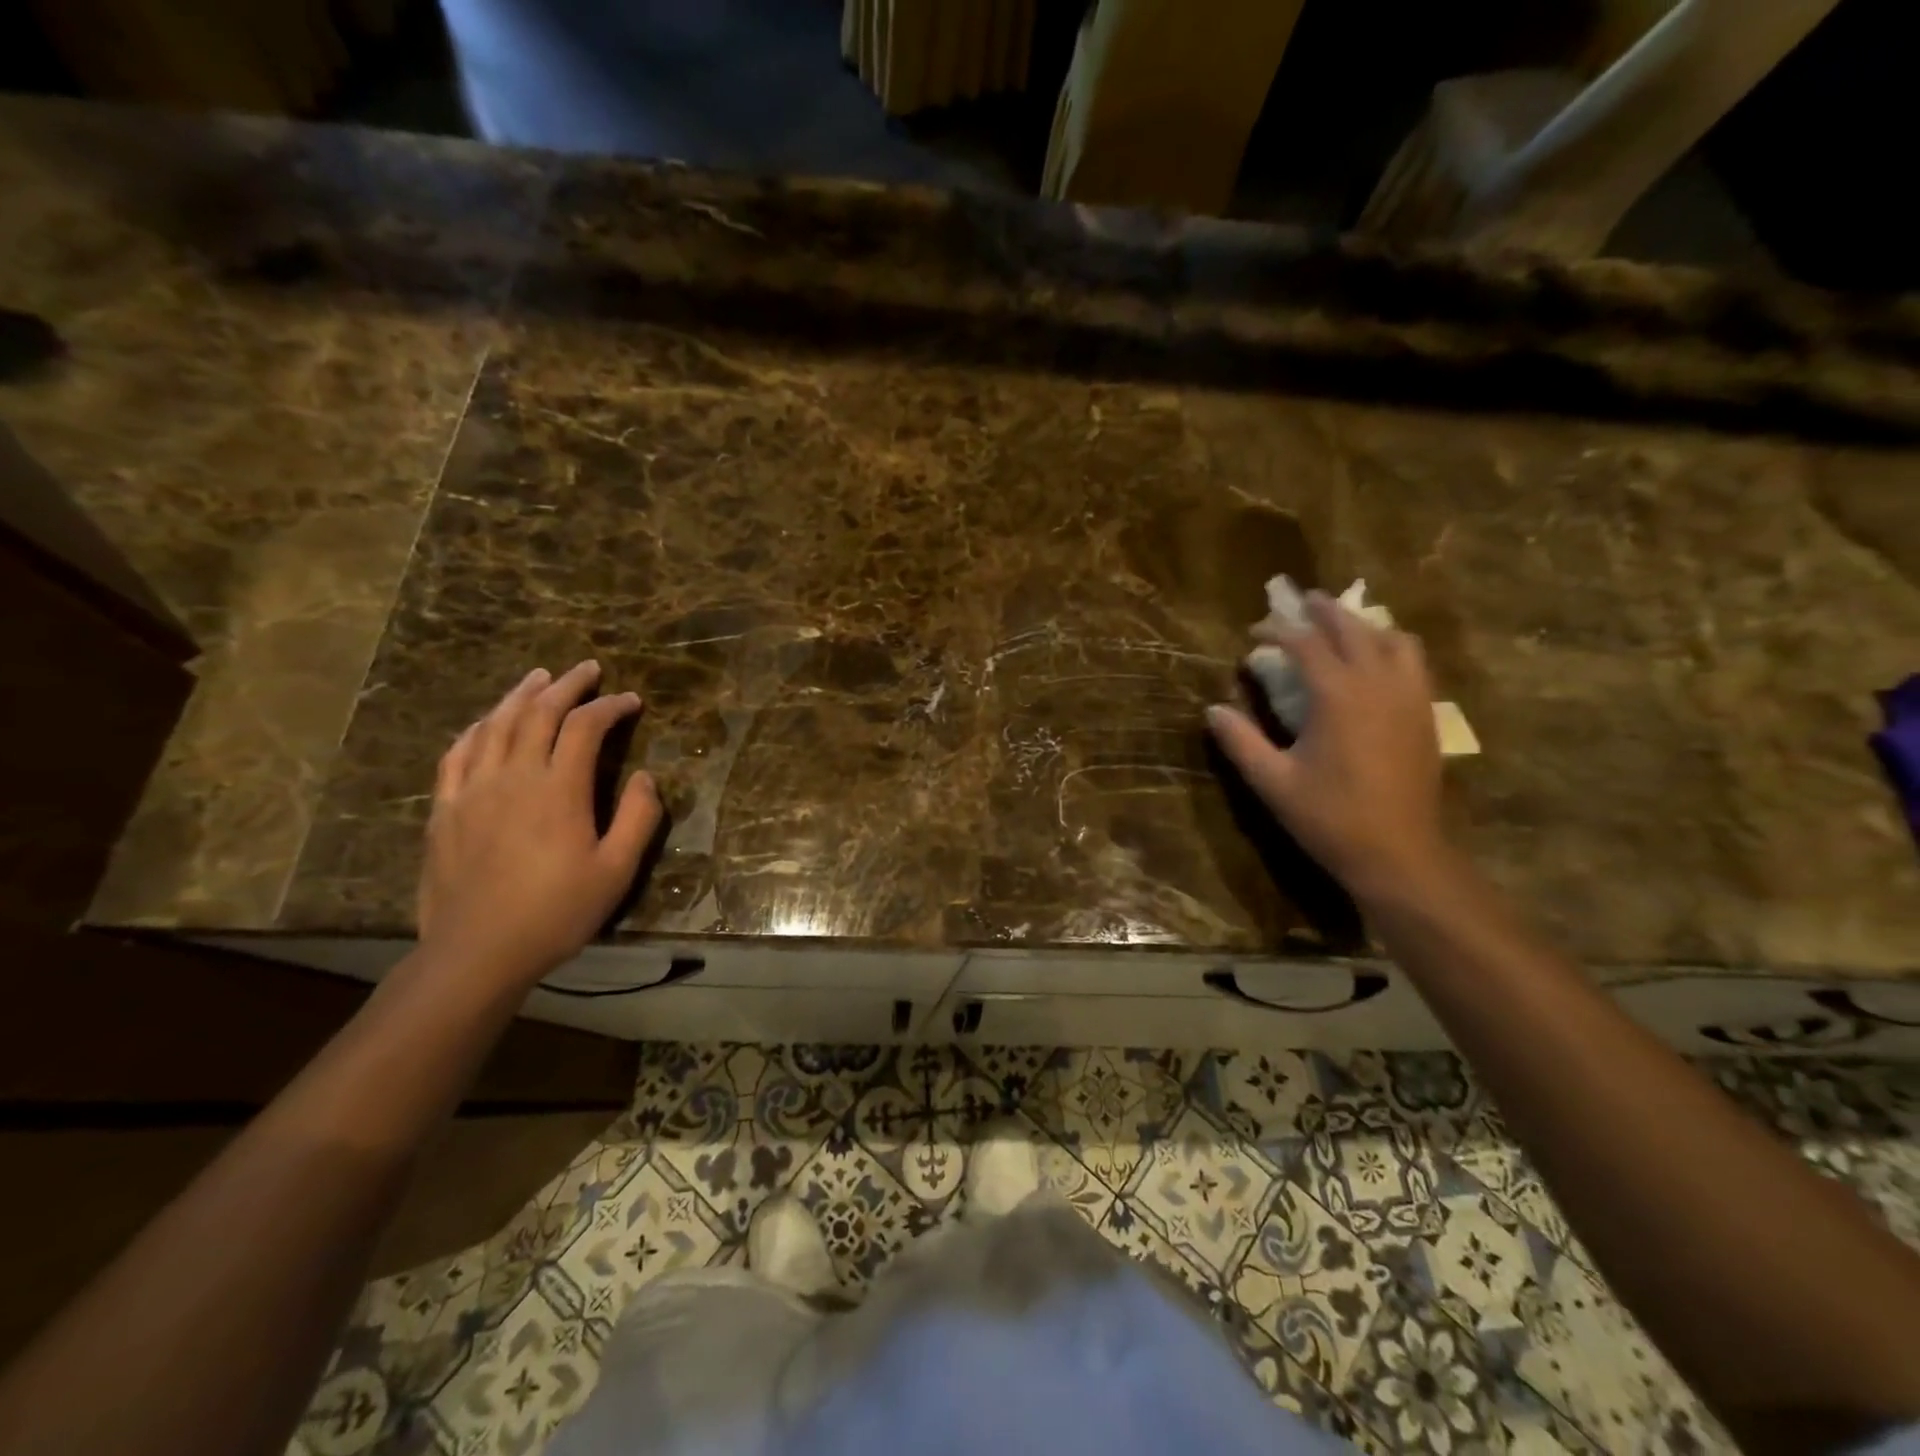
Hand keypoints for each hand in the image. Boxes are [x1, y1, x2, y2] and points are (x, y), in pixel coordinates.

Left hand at [418, 661, 662, 988]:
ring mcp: (473, 790)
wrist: (476, 952)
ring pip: (495, 724)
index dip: (610, 707)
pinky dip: (477, 728)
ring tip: (539, 676)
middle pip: (538, 713)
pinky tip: (487, 722)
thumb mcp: (616, 872)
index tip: (632, 700)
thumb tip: (646, 777)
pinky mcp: (445, 809)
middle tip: (588, 669)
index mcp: (558, 790)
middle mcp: (514, 777)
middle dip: (567, 685)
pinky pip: (457, 753)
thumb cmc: (556, 913)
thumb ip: (637, 819)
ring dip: (520, 695)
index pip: (585, 727)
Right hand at [1207, 592, 1448, 901]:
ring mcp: (1409, 697)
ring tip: (1343, 627)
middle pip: (1354, 629)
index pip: (1306, 644)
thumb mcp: (1272, 782)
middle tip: (1301, 601)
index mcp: (1338, 696)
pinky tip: (1378, 663)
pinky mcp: (1426, 714)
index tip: (1254, 633)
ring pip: (1393, 639)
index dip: (1277, 631)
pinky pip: (1414, 662)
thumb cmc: (1329, 817)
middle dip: (1325, 611)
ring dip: (1364, 625)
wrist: (1399, 853)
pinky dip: (1392, 647)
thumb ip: (1240, 742)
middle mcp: (1378, 684)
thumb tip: (1213, 710)